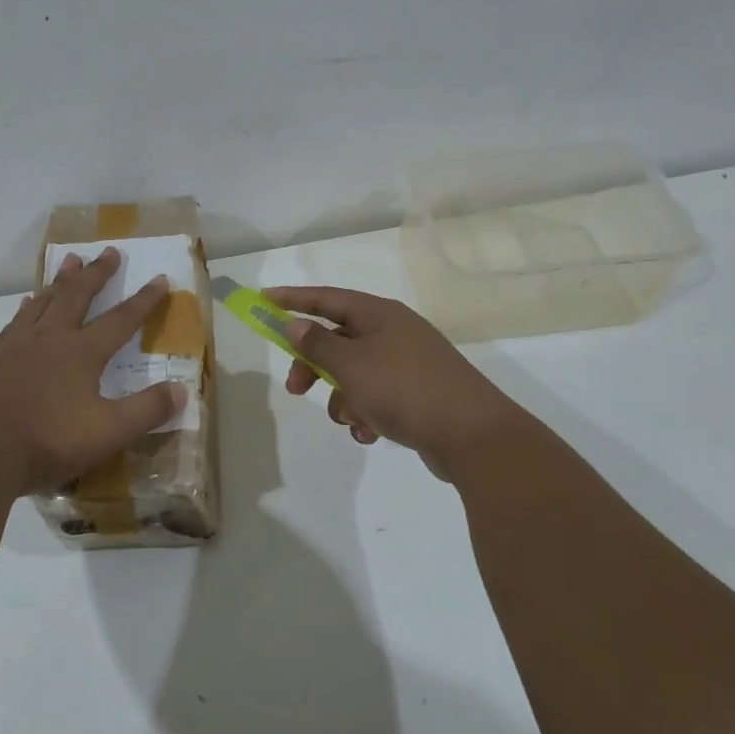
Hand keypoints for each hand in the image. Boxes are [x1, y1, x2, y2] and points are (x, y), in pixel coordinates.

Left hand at [0, 247, 186, 495]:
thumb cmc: (45, 440)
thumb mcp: (108, 432)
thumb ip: (147, 410)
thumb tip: (182, 390)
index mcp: (82, 352)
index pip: (121, 319)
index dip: (144, 300)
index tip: (159, 278)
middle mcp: (50, 338)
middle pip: (77, 296)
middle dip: (97, 274)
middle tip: (109, 251)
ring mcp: (15, 345)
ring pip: (43, 301)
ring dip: (60, 280)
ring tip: (69, 260)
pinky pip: (15, 321)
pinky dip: (27, 307)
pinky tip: (25, 306)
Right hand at [266, 286, 530, 481]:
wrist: (471, 435)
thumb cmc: (404, 389)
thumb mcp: (352, 364)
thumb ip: (317, 344)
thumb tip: (294, 323)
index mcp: (380, 315)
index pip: (327, 298)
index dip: (293, 299)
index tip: (263, 301)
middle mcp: (394, 334)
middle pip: (337, 341)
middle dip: (314, 366)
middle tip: (296, 388)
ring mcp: (406, 365)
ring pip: (354, 375)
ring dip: (342, 398)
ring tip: (352, 418)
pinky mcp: (415, 396)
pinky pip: (375, 399)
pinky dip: (365, 415)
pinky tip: (370, 433)